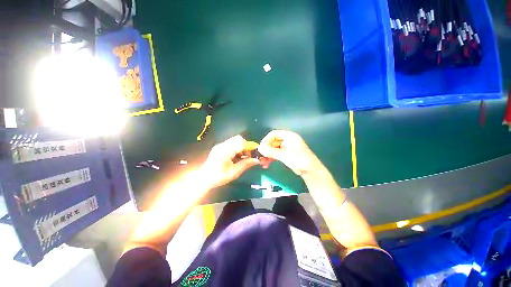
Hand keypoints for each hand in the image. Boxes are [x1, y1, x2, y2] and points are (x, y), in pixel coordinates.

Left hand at [200, 135, 259, 188]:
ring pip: (235, 141)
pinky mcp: (219, 148)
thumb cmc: (218, 177)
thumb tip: (257, 160)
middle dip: (246, 146)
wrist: (203, 179)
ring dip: (242, 148)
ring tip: (243, 158)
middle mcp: (222, 145)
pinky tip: (237, 158)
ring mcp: (220, 146)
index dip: (250, 146)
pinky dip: (237, 149)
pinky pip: (231, 145)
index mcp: (225, 150)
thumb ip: (246, 164)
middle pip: (238, 139)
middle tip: (248, 156)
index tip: (256, 153)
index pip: (241, 142)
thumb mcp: (234, 172)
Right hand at [258, 130, 322, 176]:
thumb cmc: (299, 160)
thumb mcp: (284, 155)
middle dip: (266, 149)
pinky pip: (277, 154)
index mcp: (289, 136)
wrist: (311, 171)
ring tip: (263, 162)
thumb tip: (259, 148)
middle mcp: (288, 140)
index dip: (266, 140)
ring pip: (274, 148)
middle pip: (273, 141)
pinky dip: (272, 158)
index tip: (261, 147)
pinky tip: (267, 164)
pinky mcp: (287, 154)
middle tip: (261, 156)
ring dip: (268, 155)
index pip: (274, 134)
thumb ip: (271, 152)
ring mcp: (287, 147)